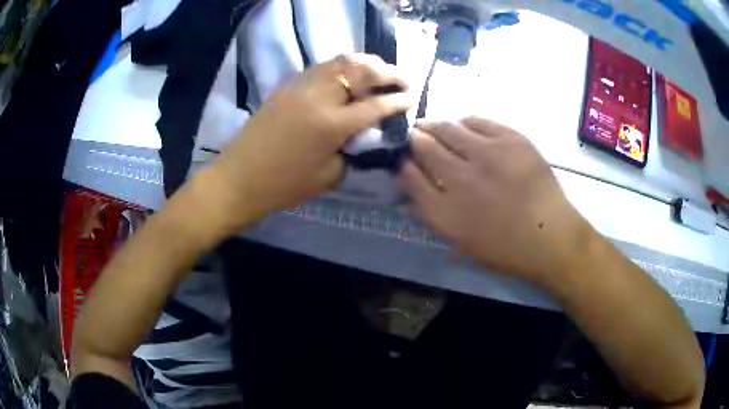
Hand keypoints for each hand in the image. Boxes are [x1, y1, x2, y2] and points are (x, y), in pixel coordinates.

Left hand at [207, 54, 411, 229]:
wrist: (239, 178)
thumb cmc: (283, 184)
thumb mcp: (327, 176)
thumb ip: (351, 152)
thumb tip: (362, 136)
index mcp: (332, 124)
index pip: (375, 106)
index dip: (397, 100)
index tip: (412, 96)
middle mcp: (319, 97)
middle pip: (360, 71)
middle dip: (387, 71)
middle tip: (402, 78)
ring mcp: (301, 87)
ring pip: (340, 61)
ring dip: (365, 63)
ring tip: (379, 70)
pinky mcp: (287, 86)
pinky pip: (321, 67)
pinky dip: (341, 66)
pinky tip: (348, 75)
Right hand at [398, 117, 590, 282]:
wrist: (551, 236)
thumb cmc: (505, 247)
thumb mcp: (460, 242)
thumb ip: (432, 215)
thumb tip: (409, 193)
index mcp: (446, 211)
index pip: (409, 176)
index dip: (402, 163)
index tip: (401, 158)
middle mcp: (461, 178)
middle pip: (424, 146)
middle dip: (414, 139)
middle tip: (414, 135)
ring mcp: (487, 154)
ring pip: (448, 128)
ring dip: (435, 126)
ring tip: (435, 127)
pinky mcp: (510, 139)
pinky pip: (476, 121)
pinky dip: (465, 123)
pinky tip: (465, 127)